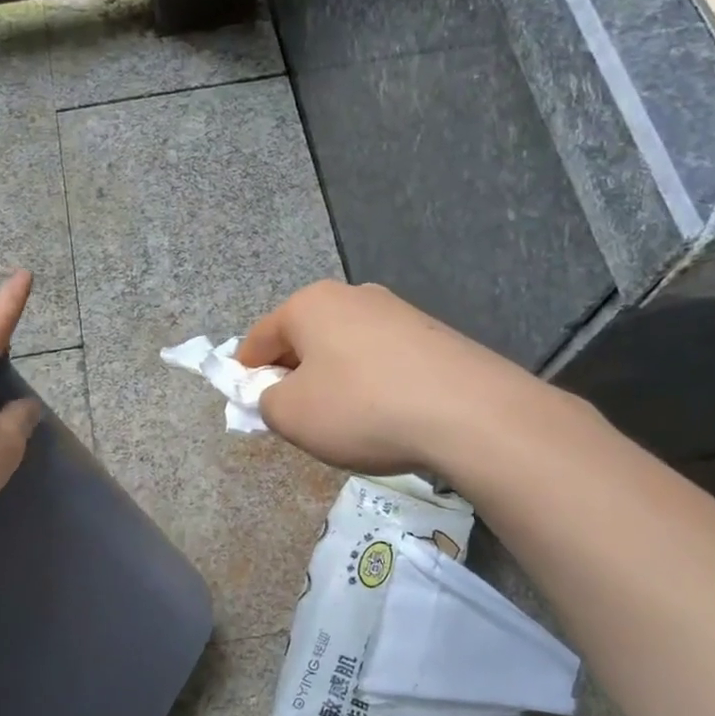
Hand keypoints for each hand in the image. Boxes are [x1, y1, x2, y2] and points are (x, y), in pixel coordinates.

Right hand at [235, 279, 539, 474]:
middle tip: (294, 413)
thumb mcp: (291, 415)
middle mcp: (352, 296)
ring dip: (333, 378)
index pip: (260, 337)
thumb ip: (265, 402)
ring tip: (344, 419)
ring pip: (345, 347)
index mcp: (309, 304)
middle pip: (305, 337)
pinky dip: (371, 382)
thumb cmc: (361, 407)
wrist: (468, 412)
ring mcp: (397, 311)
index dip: (246, 370)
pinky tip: (384, 414)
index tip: (246, 399)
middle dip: (293, 373)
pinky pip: (382, 358)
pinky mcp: (432, 334)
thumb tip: (276, 395)